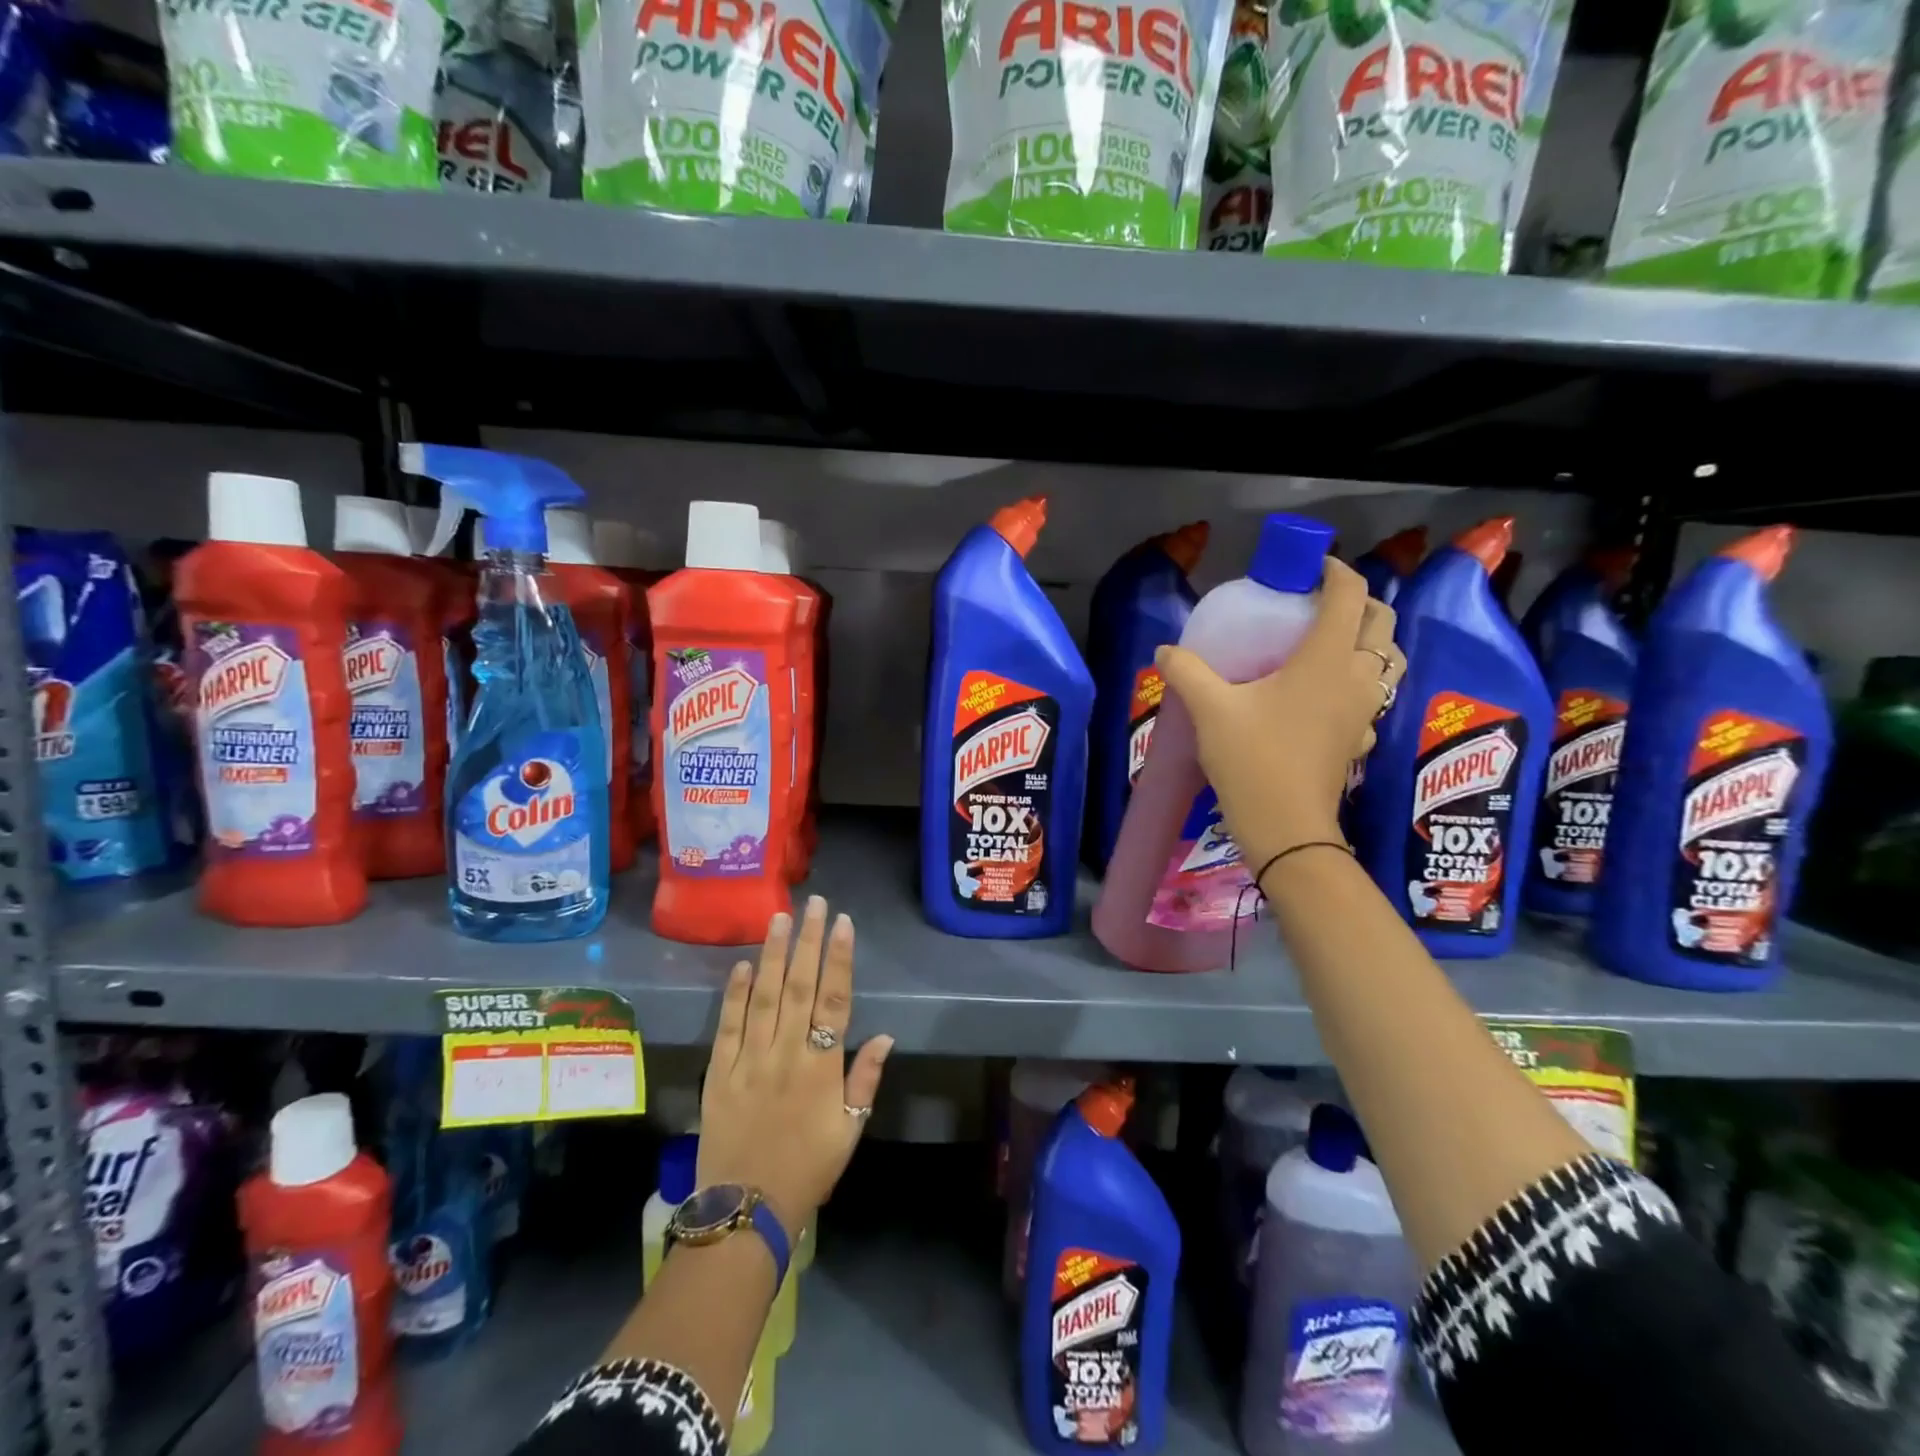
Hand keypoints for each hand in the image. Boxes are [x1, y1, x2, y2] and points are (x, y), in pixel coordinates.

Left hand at [697, 896, 893, 1240]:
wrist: (746, 1209)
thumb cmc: (808, 1169)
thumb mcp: (850, 1131)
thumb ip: (865, 1080)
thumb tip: (885, 1035)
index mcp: (821, 1068)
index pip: (834, 1001)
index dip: (839, 959)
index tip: (842, 923)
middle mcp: (786, 1054)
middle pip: (798, 987)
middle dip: (807, 941)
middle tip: (813, 903)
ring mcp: (749, 1061)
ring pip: (763, 997)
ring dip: (772, 954)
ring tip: (779, 917)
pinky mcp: (720, 1073)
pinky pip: (727, 1026)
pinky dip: (734, 994)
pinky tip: (741, 965)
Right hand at [1154, 557, 1404, 872]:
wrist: (1285, 826)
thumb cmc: (1252, 758)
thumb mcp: (1210, 710)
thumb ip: (1187, 671)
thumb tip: (1164, 651)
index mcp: (1326, 657)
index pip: (1349, 595)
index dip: (1335, 572)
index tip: (1309, 568)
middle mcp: (1356, 676)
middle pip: (1380, 623)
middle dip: (1357, 602)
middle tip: (1318, 604)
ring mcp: (1364, 709)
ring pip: (1388, 660)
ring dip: (1369, 641)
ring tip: (1330, 643)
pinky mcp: (1359, 737)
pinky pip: (1374, 696)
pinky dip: (1360, 681)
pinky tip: (1327, 695)